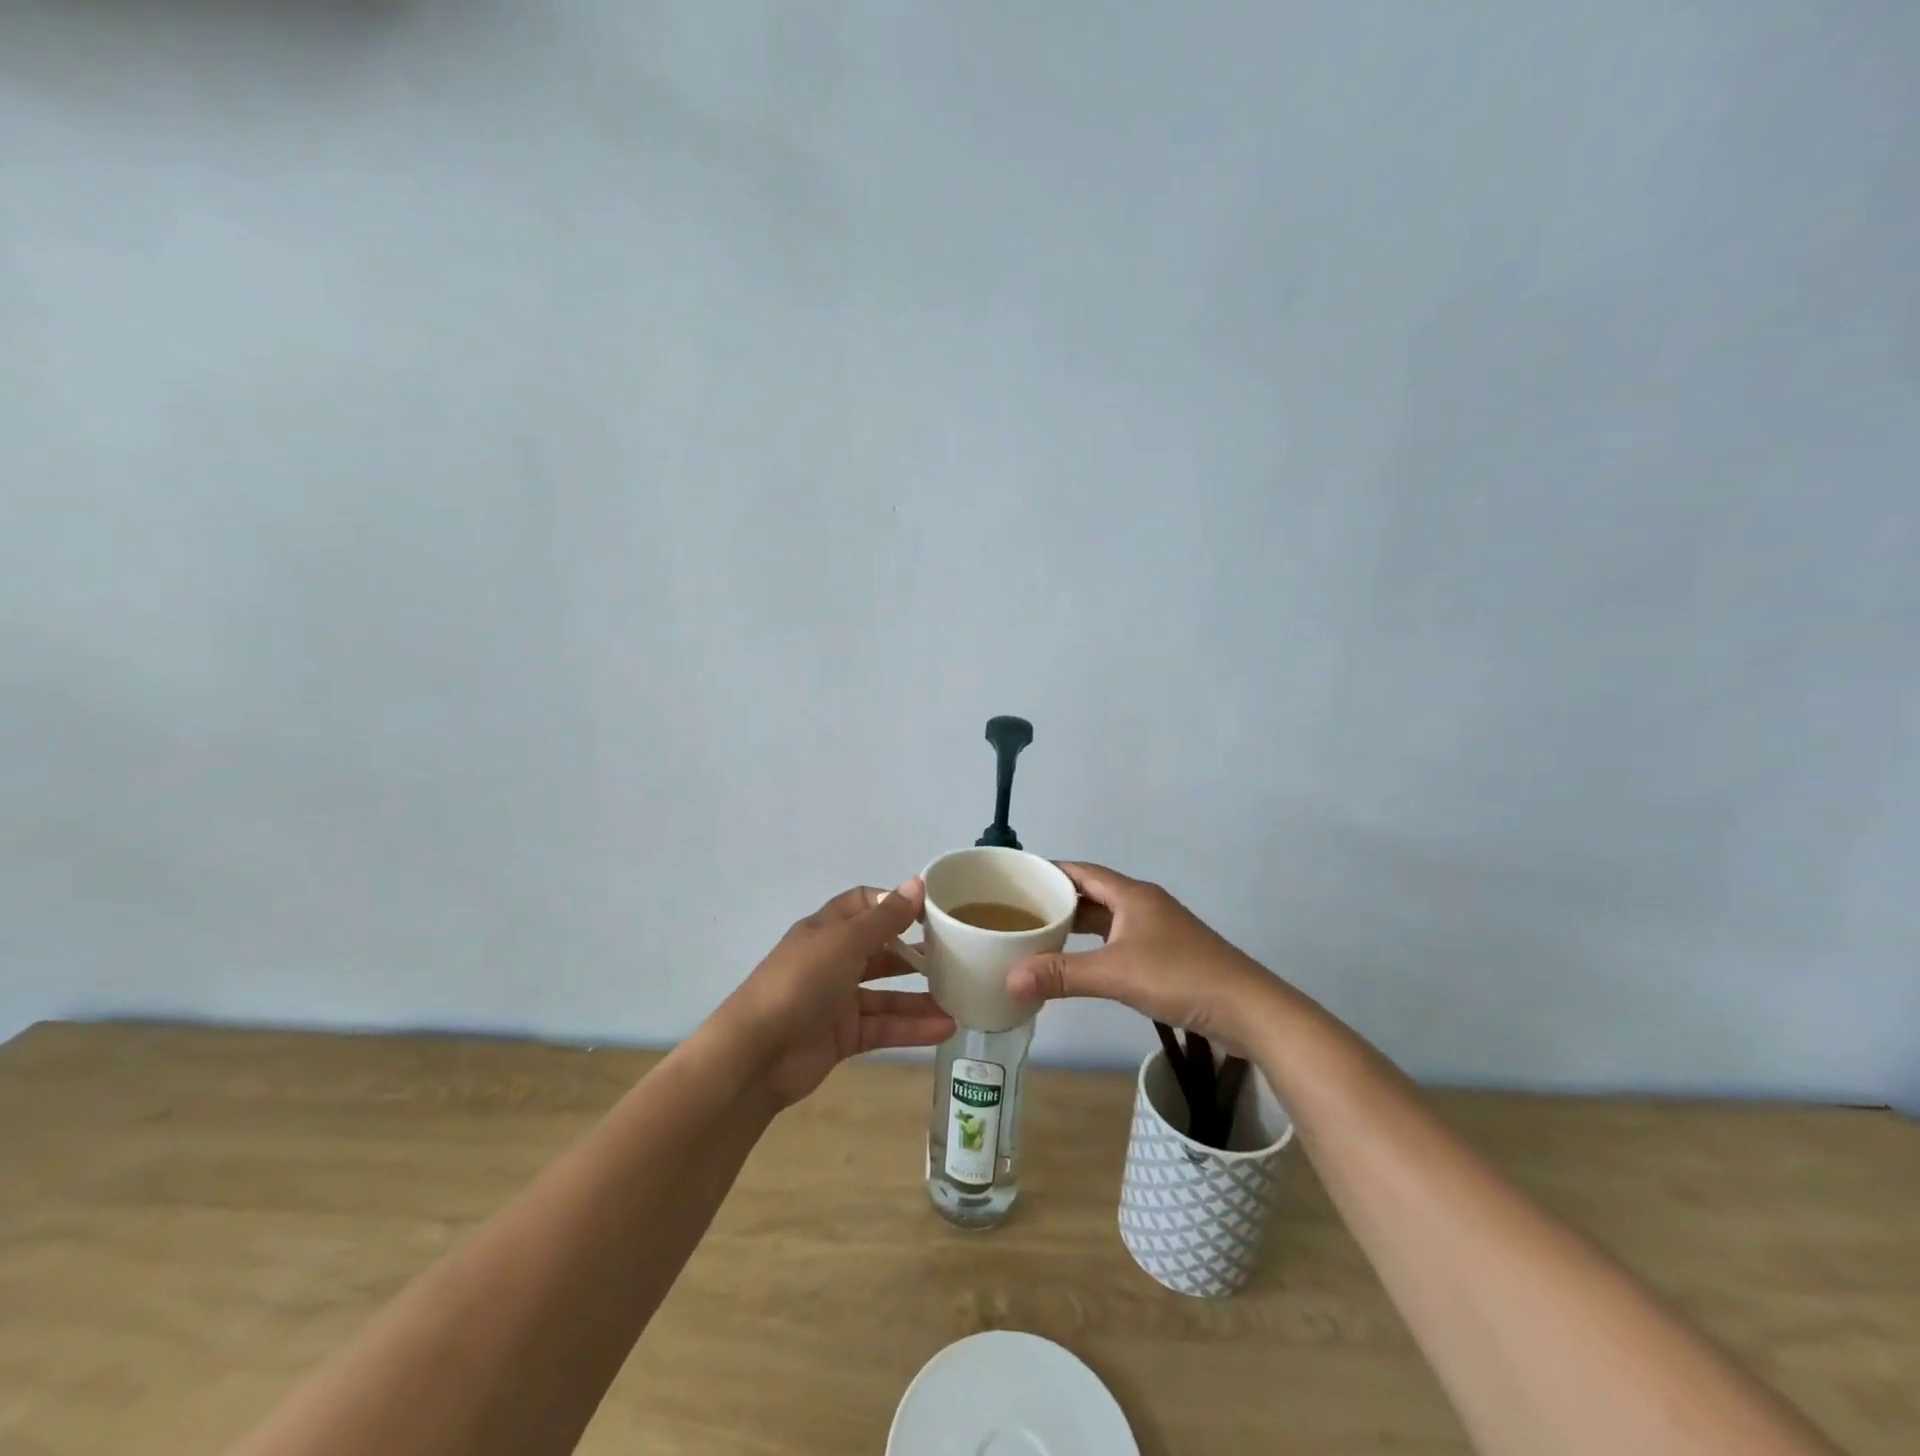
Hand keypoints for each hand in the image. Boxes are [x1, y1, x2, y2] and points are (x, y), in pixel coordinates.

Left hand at [717, 879, 954, 1107]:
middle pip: (880, 949)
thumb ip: (885, 918)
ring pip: (887, 994)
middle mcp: (833, 960)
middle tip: (956, 955)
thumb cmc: (800, 982)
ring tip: (961, 997)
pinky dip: (912, 1027)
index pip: (865, 904)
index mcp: (827, 929)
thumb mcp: (845, 942)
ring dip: (920, 996)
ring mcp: (837, 1000)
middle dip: (914, 952)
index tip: (932, 911)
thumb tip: (917, 883)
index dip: (895, 904)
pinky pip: (884, 1026)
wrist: (756, 1054)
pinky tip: (945, 1028)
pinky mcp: (843, 1036)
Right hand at [1005, 862, 1279, 1048]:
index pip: (1081, 871)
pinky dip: (1095, 945)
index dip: (1049, 872)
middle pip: (1092, 893)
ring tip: (1040, 935)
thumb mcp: (1116, 974)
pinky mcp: (1166, 953)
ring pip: (1107, 918)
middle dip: (1057, 900)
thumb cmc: (1180, 977)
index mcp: (1132, 895)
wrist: (1247, 1009)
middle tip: (1019, 912)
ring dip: (1077, 924)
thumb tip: (1010, 979)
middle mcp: (1143, 904)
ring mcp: (1157, 929)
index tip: (1016, 880)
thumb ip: (1062, 975)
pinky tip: (1079, 961)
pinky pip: (1119, 938)